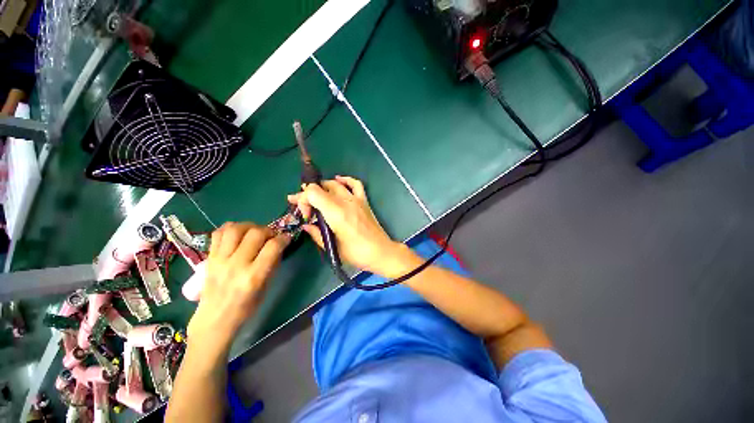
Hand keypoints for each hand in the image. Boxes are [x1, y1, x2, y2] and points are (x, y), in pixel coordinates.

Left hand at [187, 223, 289, 344]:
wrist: (214, 320)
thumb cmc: (246, 308)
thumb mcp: (266, 287)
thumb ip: (272, 264)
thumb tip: (278, 246)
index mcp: (253, 276)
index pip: (273, 247)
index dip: (284, 238)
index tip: (287, 238)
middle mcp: (236, 265)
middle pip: (255, 233)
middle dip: (269, 230)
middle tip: (271, 236)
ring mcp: (220, 260)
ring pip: (235, 229)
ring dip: (249, 226)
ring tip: (254, 232)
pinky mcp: (209, 258)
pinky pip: (218, 233)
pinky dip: (230, 228)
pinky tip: (238, 234)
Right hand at [288, 176, 412, 275]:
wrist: (381, 252)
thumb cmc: (356, 253)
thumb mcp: (332, 247)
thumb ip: (316, 234)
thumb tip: (306, 225)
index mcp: (336, 213)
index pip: (312, 192)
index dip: (303, 200)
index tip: (306, 216)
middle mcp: (345, 201)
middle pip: (321, 187)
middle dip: (308, 195)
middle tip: (303, 208)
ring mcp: (356, 199)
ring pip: (335, 183)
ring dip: (322, 187)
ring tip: (315, 197)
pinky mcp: (364, 201)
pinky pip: (355, 184)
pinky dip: (345, 180)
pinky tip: (338, 181)